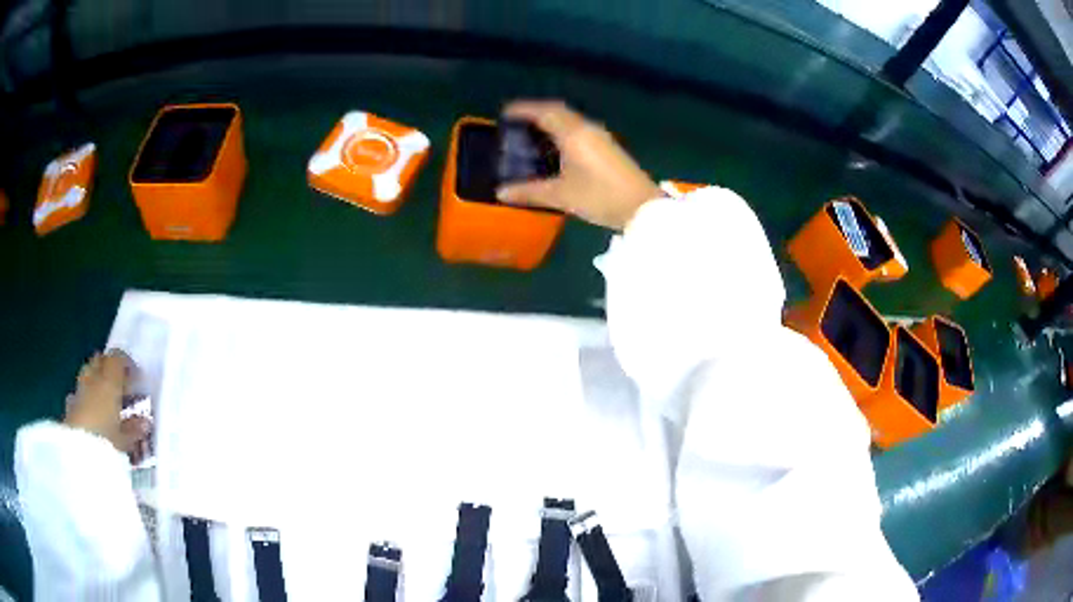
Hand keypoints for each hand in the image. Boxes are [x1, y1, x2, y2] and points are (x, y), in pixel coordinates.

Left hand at [64, 350, 150, 455]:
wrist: (79, 454)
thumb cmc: (106, 443)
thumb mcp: (125, 440)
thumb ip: (134, 429)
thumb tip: (145, 422)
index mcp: (108, 381)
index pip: (117, 358)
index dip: (127, 363)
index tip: (136, 376)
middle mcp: (93, 378)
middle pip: (100, 360)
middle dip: (109, 367)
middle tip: (119, 383)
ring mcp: (79, 390)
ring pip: (88, 372)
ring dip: (96, 379)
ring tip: (105, 396)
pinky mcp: (70, 404)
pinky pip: (79, 392)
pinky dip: (86, 396)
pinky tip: (90, 410)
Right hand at [496, 100, 661, 230]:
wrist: (643, 207)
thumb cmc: (600, 197)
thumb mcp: (561, 195)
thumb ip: (530, 192)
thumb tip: (501, 193)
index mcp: (573, 133)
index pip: (544, 112)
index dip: (523, 109)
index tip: (506, 112)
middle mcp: (587, 128)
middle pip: (558, 111)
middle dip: (536, 113)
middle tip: (517, 123)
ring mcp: (601, 136)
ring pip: (570, 120)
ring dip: (551, 122)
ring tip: (533, 135)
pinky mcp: (609, 147)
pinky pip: (580, 129)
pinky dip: (563, 131)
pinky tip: (557, 148)